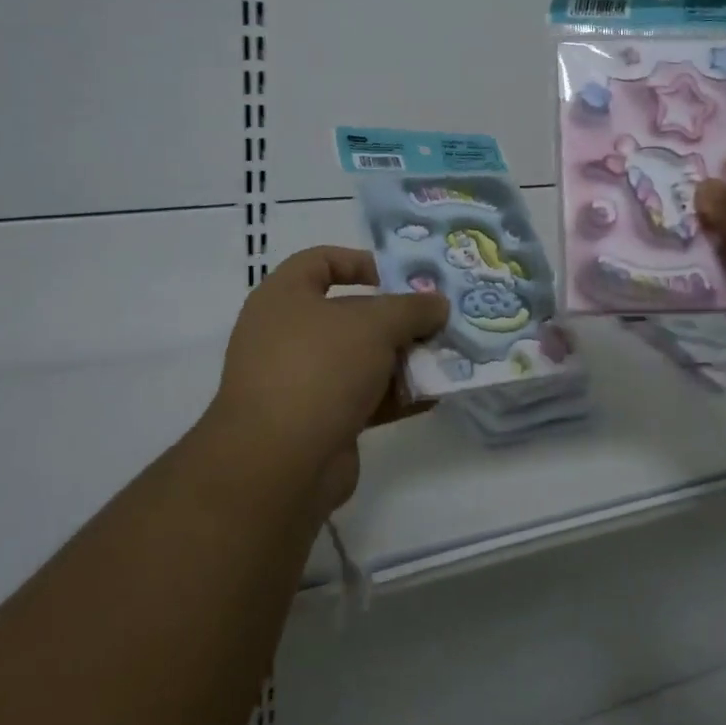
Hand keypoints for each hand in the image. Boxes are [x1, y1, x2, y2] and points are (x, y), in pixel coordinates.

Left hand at [201, 246, 448, 514]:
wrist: (281, 463)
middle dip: (396, 318)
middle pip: (350, 314)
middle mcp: (287, 335)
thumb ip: (412, 308)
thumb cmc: (321, 368)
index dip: (360, 261)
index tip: (400, 277)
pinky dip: (395, 395)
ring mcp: (301, 380)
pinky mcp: (318, 421)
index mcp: (283, 297)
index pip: (320, 261)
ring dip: (402, 359)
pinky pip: (363, 398)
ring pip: (360, 359)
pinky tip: (432, 396)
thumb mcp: (375, 324)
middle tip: (437, 321)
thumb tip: (438, 305)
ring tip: (445, 358)